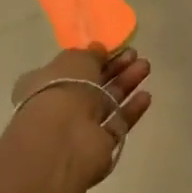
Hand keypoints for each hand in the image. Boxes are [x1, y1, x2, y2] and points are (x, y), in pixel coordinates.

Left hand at [9, 44, 153, 186]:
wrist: (65, 139)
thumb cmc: (63, 89)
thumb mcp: (76, 59)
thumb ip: (90, 54)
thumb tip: (99, 50)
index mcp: (45, 82)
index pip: (71, 67)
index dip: (93, 57)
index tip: (114, 47)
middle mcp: (61, 104)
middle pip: (93, 83)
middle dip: (115, 68)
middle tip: (135, 54)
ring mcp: (80, 126)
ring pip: (107, 102)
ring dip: (126, 83)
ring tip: (145, 67)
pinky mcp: (99, 145)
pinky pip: (117, 123)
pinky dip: (131, 110)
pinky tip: (146, 95)